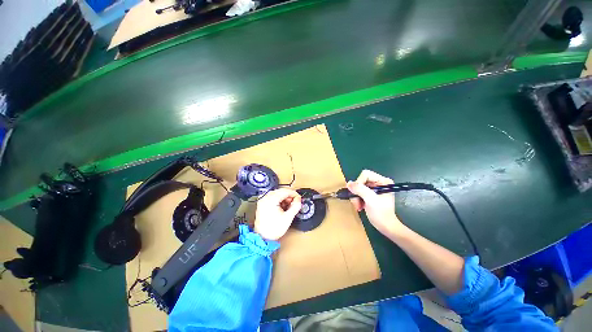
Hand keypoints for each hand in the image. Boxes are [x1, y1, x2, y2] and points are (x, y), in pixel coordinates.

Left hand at [254, 188, 301, 240]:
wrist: (262, 238)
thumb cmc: (273, 229)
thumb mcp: (288, 218)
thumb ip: (295, 206)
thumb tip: (299, 200)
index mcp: (271, 199)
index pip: (285, 191)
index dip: (294, 194)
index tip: (299, 198)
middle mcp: (265, 197)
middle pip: (281, 191)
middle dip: (289, 196)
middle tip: (295, 203)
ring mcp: (263, 200)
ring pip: (277, 193)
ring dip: (284, 198)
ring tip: (288, 206)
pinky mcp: (262, 203)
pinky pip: (272, 197)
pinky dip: (279, 200)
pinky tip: (282, 207)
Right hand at [347, 170, 405, 237]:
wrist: (386, 227)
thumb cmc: (382, 214)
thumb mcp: (371, 200)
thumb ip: (360, 190)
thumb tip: (348, 183)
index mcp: (383, 181)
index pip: (366, 175)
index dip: (359, 183)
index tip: (357, 194)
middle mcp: (378, 182)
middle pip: (361, 181)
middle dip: (357, 192)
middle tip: (357, 203)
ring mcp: (374, 188)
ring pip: (358, 187)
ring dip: (356, 197)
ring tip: (358, 206)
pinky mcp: (370, 194)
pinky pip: (358, 192)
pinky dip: (357, 199)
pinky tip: (360, 206)